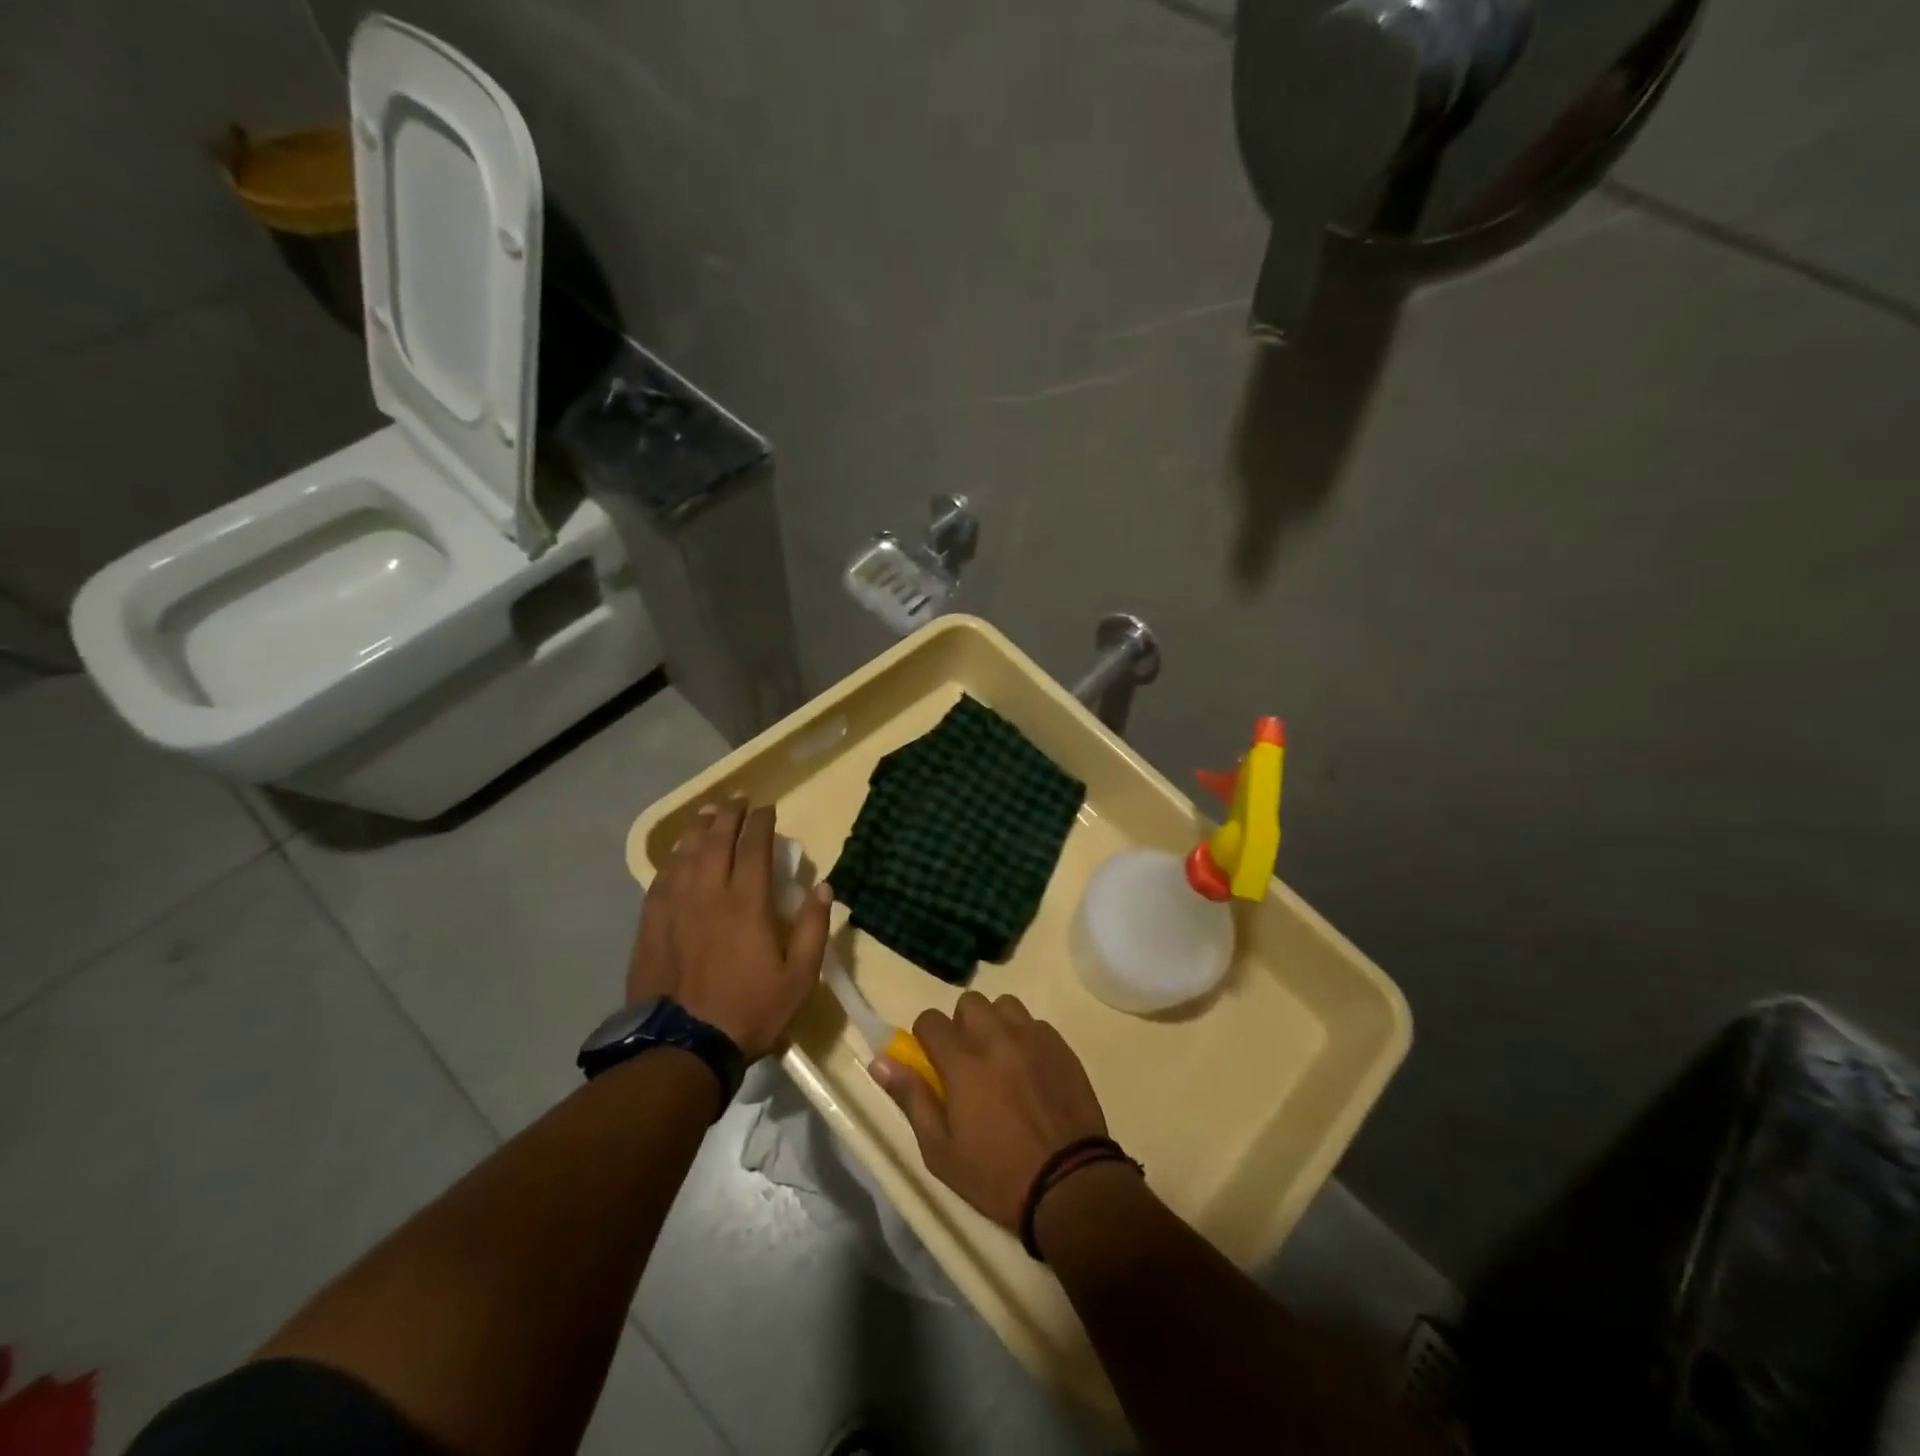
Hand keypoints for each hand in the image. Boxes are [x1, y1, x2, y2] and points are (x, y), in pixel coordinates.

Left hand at [627, 798, 830, 1061]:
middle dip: (728, 816)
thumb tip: (823, 887)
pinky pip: (661, 880)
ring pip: (685, 855)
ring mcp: (675, 908)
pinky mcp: (651, 926)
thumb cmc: (750, 1011)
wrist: (683, 1047)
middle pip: (715, 841)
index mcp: (746, 903)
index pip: (754, 847)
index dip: (761, 823)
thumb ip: (813, 928)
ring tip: (705, 814)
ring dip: (697, 830)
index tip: (766, 807)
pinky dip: (671, 860)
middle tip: (736, 800)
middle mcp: (708, 894)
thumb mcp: (799, 976)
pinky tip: (675, 855)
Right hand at [873, 991, 1108, 1229]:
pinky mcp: (1061, 1046)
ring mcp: (1033, 1038)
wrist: (1070, 1184)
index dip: (925, 1037)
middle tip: (966, 1061)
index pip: (930, 1020)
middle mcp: (996, 1039)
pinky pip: (1034, 1023)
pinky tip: (1029, 1069)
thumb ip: (911, 1099)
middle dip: (961, 1025)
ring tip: (999, 1059)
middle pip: (968, 1003)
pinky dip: (1025, 1037)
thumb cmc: (997, 1175)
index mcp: (963, 1063)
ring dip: (995, 1024)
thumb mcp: (941, 1151)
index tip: (932, 1061)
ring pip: (1004, 1005)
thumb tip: (880, 1062)